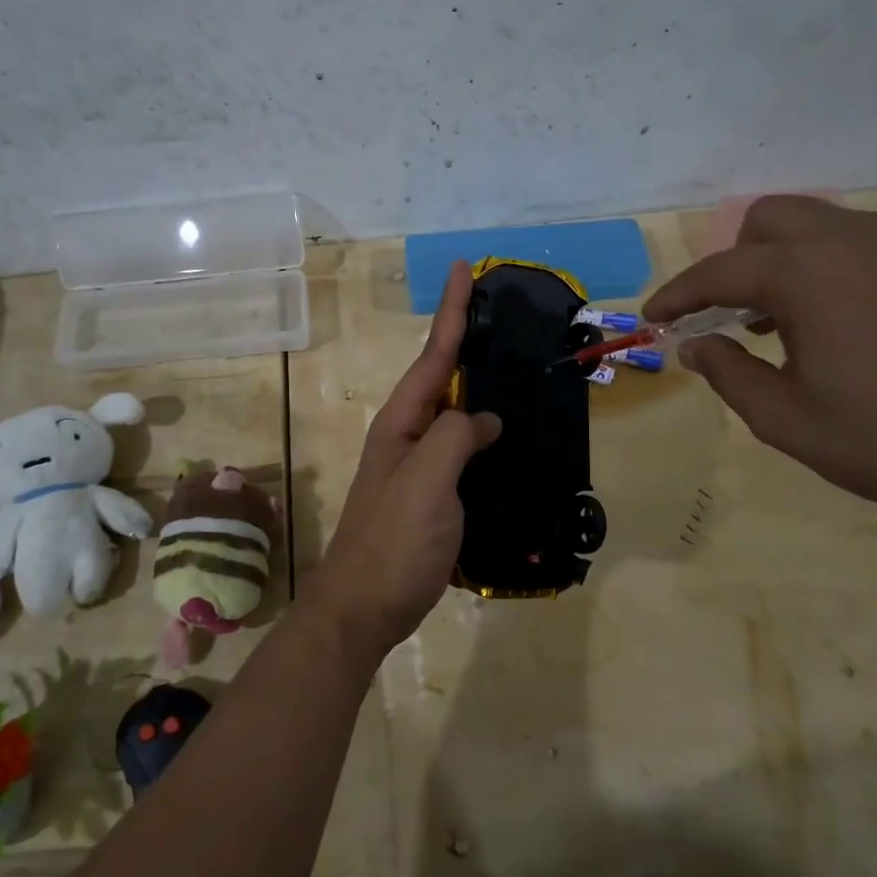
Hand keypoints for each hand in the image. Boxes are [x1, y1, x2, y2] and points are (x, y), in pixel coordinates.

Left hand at [313, 262, 501, 660]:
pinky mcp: (434, 495)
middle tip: (500, 311)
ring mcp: (419, 466)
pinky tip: (508, 436)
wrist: (364, 608)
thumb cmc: (393, 541)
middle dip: (466, 339)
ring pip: (455, 413)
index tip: (465, 268)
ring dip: (478, 385)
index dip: (452, 311)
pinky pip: (464, 450)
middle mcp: (407, 435)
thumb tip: (485, 419)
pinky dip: (485, 433)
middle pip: (442, 376)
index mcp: (401, 422)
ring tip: (512, 363)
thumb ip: (455, 438)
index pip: (434, 355)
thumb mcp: (426, 481)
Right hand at [645, 196, 876, 524]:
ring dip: (780, 258)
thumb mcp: (785, 418)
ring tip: (777, 318)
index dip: (677, 296)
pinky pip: (858, 243)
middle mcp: (848, 241)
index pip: (717, 272)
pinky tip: (833, 318)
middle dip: (732, 260)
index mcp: (804, 273)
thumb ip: (728, 373)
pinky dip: (825, 264)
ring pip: (817, 224)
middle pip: (767, 220)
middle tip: (725, 313)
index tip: (653, 317)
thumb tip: (695, 346)